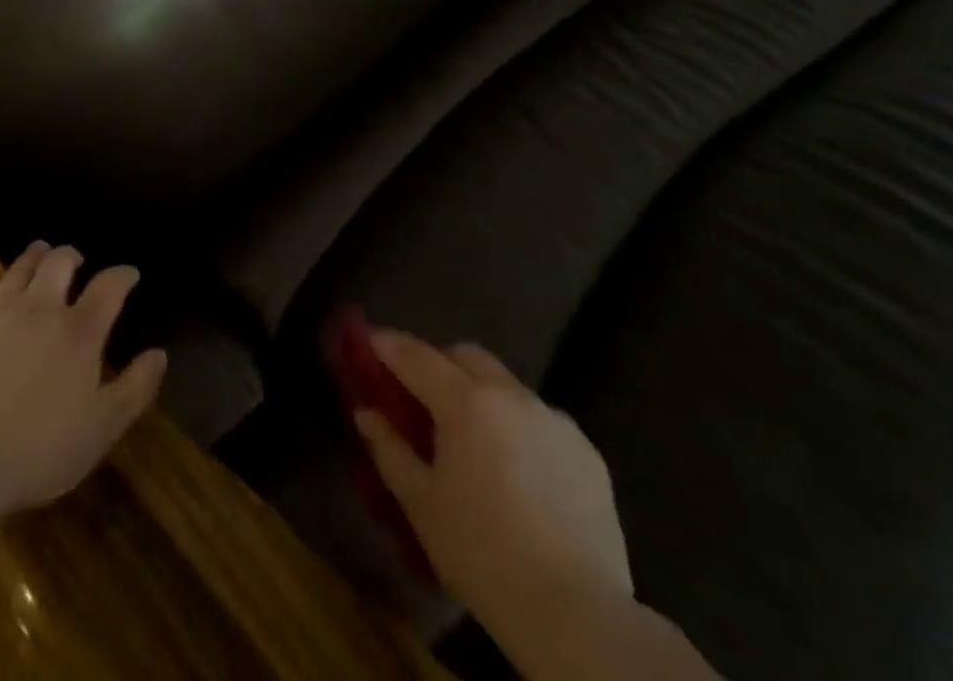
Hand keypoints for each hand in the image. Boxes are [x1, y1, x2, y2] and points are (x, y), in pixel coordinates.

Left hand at [0, 242, 166, 515]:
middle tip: (75, 259)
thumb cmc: (38, 451)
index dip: (123, 275)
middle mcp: (39, 309)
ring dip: (33, 258)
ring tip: (38, 254)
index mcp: (79, 331)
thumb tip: (159, 354)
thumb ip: (135, 388)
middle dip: (71, 256)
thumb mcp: (102, 429)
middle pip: (59, 263)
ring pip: (18, 270)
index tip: (129, 274)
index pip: (109, 286)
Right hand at [355, 331, 630, 626]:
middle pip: (466, 356)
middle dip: (439, 363)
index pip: (417, 356)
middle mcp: (511, 395)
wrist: (575, 612)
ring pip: (507, 386)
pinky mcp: (586, 450)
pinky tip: (518, 472)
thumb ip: (390, 449)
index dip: (389, 345)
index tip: (370, 340)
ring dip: (482, 396)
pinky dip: (519, 428)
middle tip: (421, 395)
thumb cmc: (481, 553)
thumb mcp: (421, 504)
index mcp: (466, 402)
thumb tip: (366, 412)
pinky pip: (541, 420)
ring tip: (473, 439)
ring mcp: (553, 419)